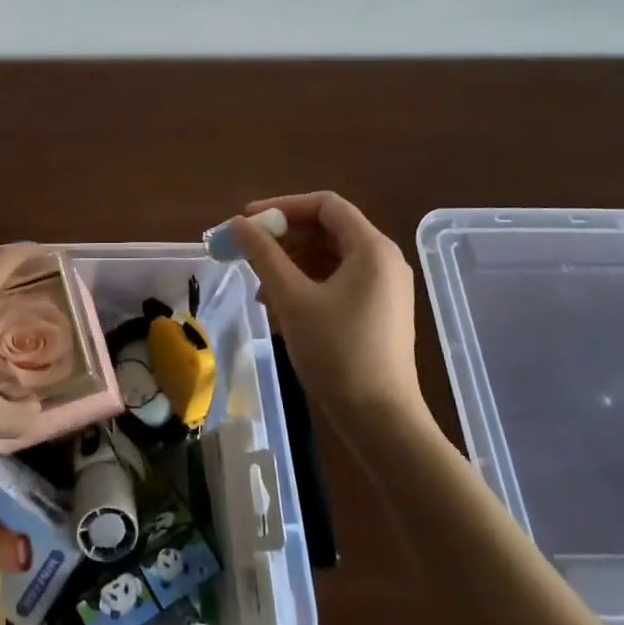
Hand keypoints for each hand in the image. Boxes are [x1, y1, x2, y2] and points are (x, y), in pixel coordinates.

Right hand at [231, 192, 422, 424]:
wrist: (380, 419)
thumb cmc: (336, 352)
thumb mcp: (292, 299)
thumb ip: (264, 255)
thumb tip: (238, 223)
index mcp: (372, 248)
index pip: (325, 205)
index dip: (283, 207)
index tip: (249, 221)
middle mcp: (384, 260)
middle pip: (328, 230)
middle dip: (285, 239)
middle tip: (249, 252)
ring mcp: (384, 287)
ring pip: (330, 258)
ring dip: (292, 265)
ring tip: (261, 290)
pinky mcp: (379, 311)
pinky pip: (339, 281)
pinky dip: (308, 285)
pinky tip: (282, 310)